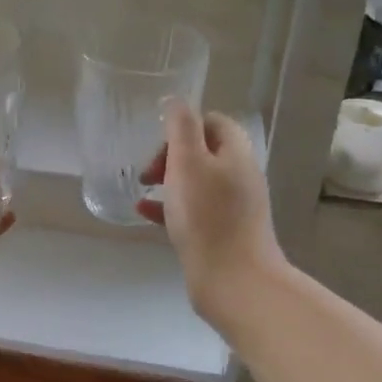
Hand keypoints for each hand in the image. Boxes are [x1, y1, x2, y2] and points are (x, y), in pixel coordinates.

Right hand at [136, 99, 283, 328]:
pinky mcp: (222, 234)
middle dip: (172, 155)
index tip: (159, 143)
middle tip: (148, 171)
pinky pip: (193, 210)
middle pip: (204, 152)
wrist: (233, 281)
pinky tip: (144, 212)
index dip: (184, 126)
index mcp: (236, 154)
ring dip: (168, 180)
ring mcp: (233, 208)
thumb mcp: (188, 162)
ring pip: (196, 182)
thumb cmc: (207, 217)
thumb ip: (181, 127)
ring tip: (141, 187)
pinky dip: (169, 207)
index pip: (213, 122)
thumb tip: (176, 101)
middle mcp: (239, 177)